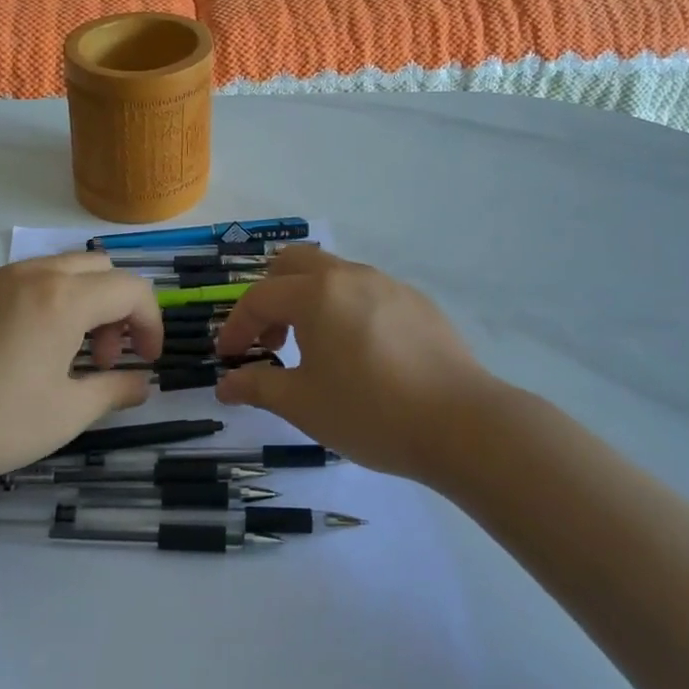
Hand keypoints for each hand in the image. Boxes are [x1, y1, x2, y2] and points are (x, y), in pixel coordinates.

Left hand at [0, 253, 163, 493]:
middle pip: (95, 268)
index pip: (131, 289)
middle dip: (114, 308)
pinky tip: (8, 355)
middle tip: (102, 357)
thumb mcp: (65, 415)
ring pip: (51, 271)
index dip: (151, 323)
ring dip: (74, 303)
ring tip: (57, 357)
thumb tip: (141, 383)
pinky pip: (11, 285)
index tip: (146, 361)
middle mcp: (28, 275)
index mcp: (63, 298)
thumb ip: (114, 391)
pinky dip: (34, 306)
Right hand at [213, 245, 503, 483]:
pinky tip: (359, 353)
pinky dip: (344, 308)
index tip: (228, 358)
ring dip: (308, 300)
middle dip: (270, 296)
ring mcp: (388, 284)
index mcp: (316, 294)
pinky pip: (365, 291)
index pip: (258, 299)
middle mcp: (350, 275)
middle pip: (292, 263)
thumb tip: (225, 384)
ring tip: (313, 348)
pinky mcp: (417, 302)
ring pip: (332, 273)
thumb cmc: (370, 412)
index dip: (235, 327)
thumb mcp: (303, 405)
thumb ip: (257, 388)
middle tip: (269, 340)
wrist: (462, 424)